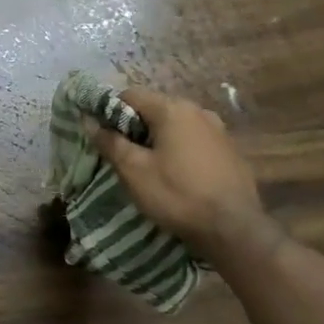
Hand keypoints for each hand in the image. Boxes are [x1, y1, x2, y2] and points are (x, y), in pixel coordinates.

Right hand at [86, 88, 270, 256]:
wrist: (234, 228)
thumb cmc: (177, 194)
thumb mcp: (133, 170)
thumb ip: (110, 142)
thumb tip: (89, 121)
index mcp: (172, 109)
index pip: (130, 95)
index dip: (110, 111)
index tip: (103, 136)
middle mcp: (198, 111)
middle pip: (155, 108)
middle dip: (135, 127)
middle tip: (123, 155)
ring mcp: (219, 130)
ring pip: (176, 125)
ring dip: (158, 139)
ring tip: (150, 167)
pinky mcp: (230, 150)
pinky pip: (195, 140)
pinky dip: (180, 149)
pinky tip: (178, 175)